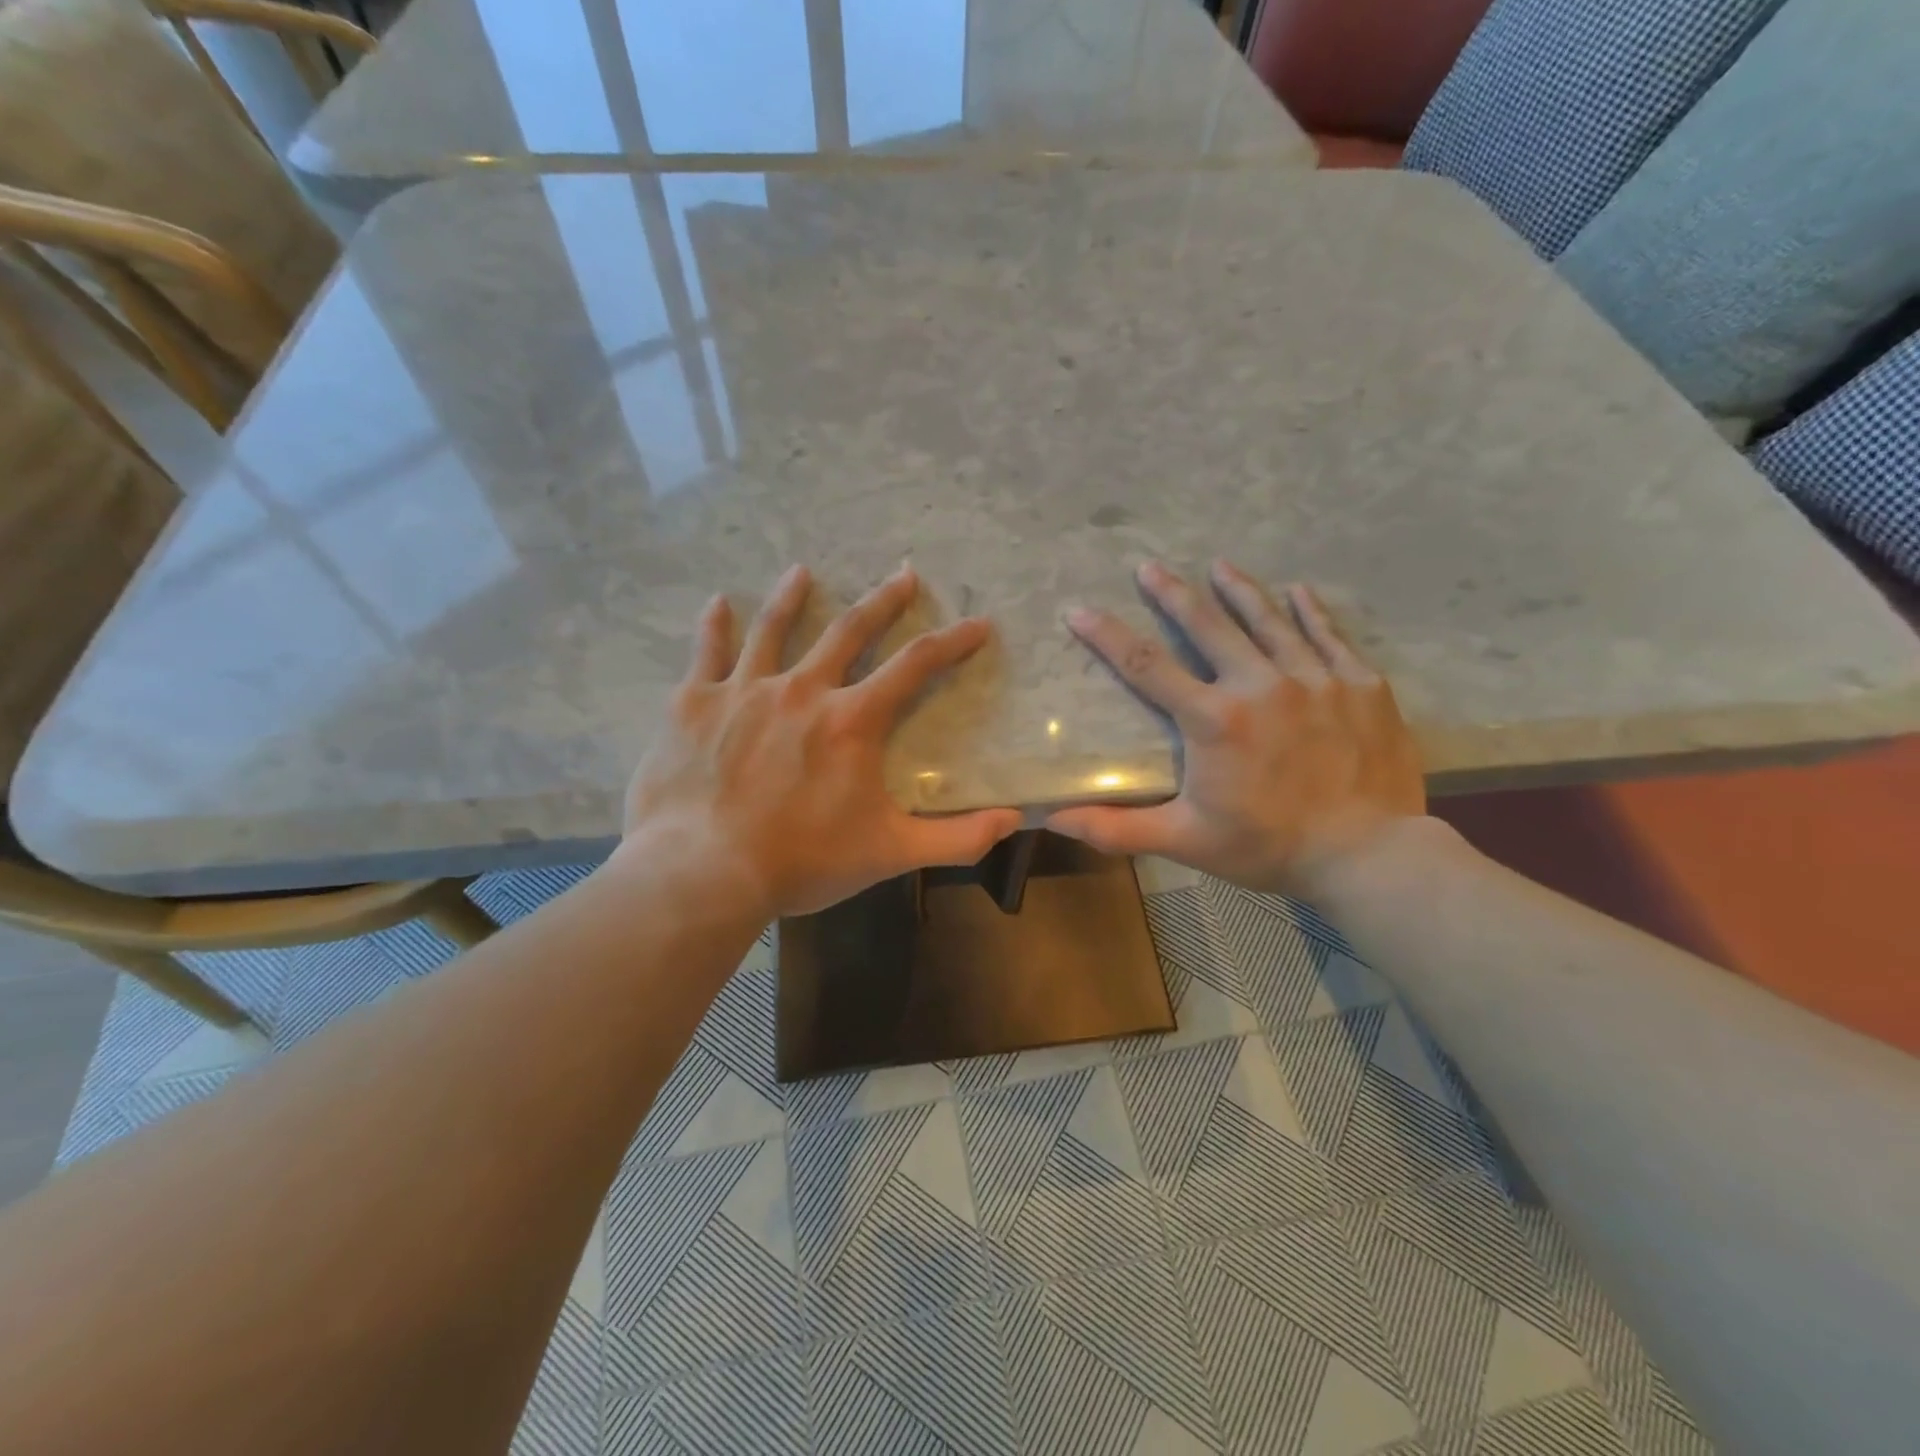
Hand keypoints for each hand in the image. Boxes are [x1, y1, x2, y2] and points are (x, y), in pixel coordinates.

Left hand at [617, 563, 1022, 920]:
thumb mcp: (890, 852)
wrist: (703, 871)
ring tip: (803, 571)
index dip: (952, 642)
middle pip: (849, 630)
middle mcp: (802, 690)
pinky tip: (719, 602)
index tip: (977, 624)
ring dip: (792, 596)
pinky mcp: (695, 704)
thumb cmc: (802, 861)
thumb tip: (1013, 821)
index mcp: (852, 720)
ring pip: (774, 629)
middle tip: (904, 575)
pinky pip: (707, 653)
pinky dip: (714, 626)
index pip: (915, 667)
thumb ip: (956, 838)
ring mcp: (744, 691)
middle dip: (882, 602)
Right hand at [1047, 560, 1424, 895]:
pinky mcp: (1360, 685)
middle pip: (1208, 626)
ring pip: (1269, 621)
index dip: (1108, 636)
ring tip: (1220, 565)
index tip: (1080, 610)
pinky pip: (1330, 636)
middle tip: (1150, 566)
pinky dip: (1311, 612)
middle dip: (1173, 593)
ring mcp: (1315, 679)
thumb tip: (1053, 819)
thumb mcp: (1185, 840)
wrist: (1369, 856)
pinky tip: (1299, 591)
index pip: (1146, 666)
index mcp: (1214, 720)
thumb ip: (1116, 827)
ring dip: (1240, 590)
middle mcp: (1260, 685)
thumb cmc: (1268, 847)